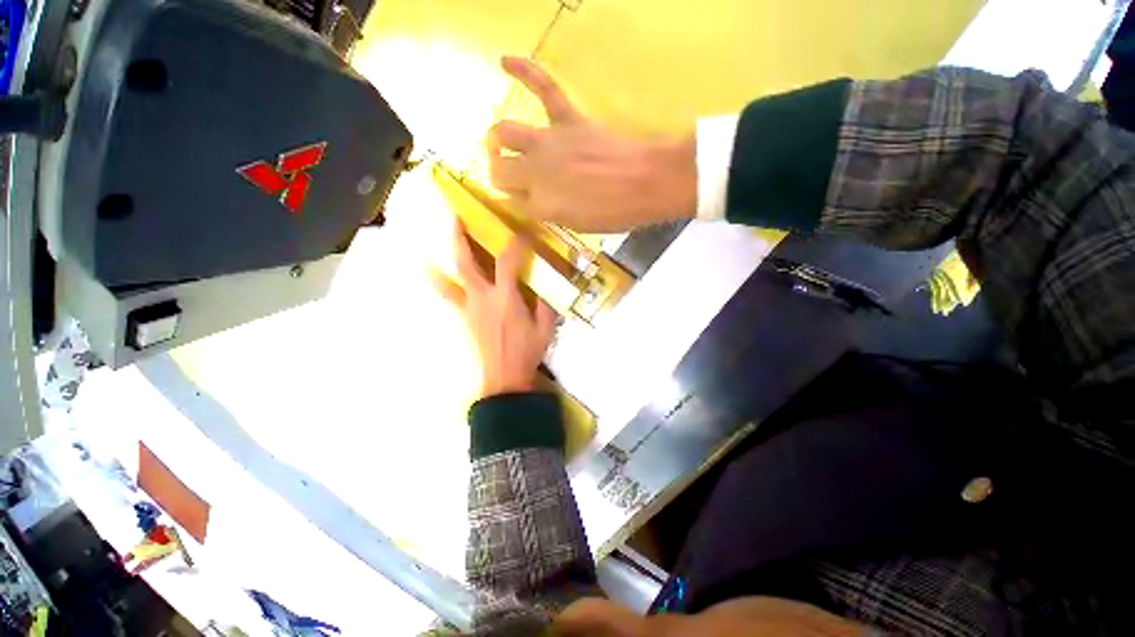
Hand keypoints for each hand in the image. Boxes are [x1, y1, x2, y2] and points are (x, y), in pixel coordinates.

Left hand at [434, 222, 557, 397]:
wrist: (504, 378)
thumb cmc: (527, 352)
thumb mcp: (546, 327)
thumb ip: (546, 301)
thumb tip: (548, 281)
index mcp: (506, 298)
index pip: (508, 261)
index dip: (516, 243)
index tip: (522, 231)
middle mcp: (482, 297)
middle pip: (465, 262)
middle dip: (459, 236)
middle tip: (455, 214)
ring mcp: (468, 306)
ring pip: (450, 276)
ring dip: (443, 255)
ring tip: (438, 238)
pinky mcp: (463, 316)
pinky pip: (447, 295)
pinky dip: (438, 280)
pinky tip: (428, 269)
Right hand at [487, 56, 696, 232]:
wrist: (644, 185)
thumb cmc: (613, 214)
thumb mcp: (576, 225)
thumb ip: (549, 212)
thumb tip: (534, 201)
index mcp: (540, 205)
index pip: (511, 200)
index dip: (515, 200)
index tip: (522, 200)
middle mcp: (535, 173)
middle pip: (499, 170)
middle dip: (501, 174)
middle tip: (511, 175)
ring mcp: (549, 143)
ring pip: (505, 132)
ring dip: (499, 139)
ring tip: (501, 141)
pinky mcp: (568, 119)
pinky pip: (544, 89)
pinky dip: (524, 71)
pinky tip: (504, 60)